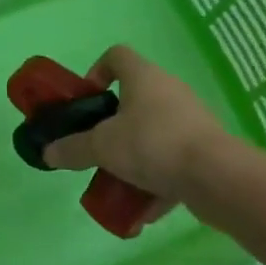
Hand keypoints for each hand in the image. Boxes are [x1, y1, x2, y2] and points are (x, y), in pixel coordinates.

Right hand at [43, 45, 233, 223]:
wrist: (217, 177)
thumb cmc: (153, 145)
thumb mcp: (102, 147)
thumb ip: (73, 149)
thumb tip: (48, 153)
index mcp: (143, 77)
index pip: (116, 56)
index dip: (97, 71)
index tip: (87, 100)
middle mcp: (169, 90)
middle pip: (134, 98)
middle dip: (112, 126)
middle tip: (98, 148)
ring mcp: (191, 119)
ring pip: (153, 133)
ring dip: (134, 156)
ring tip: (119, 182)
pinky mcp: (206, 148)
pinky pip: (173, 160)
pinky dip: (157, 180)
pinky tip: (144, 208)